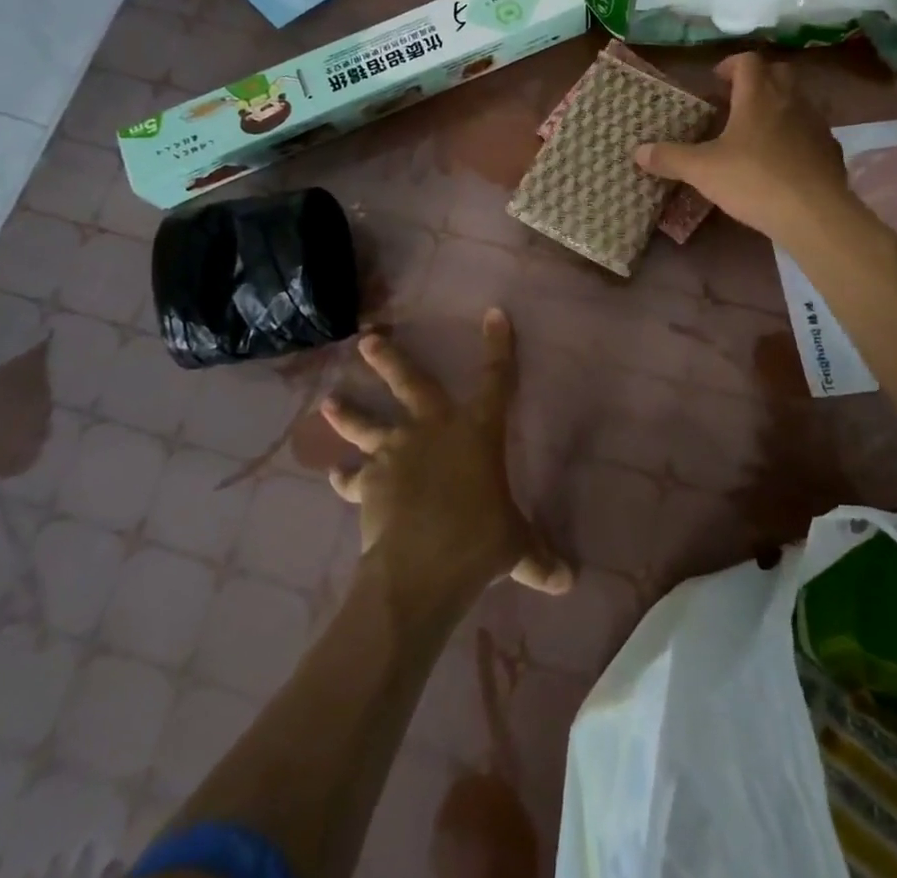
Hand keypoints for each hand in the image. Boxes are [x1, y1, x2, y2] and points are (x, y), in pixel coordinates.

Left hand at [320, 309, 572, 598]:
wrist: (422, 567)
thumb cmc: (480, 542)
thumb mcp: (518, 549)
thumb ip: (539, 559)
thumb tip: (568, 582)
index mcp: (477, 432)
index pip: (497, 380)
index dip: (499, 346)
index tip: (495, 314)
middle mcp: (433, 430)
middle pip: (410, 384)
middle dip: (389, 360)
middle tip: (367, 339)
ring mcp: (396, 453)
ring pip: (367, 425)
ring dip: (347, 414)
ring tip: (328, 401)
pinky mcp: (369, 484)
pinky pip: (353, 479)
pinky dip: (344, 478)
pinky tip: (335, 475)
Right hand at [635, 52, 851, 243]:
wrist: (813, 213)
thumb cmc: (753, 180)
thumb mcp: (702, 171)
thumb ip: (670, 158)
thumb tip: (637, 151)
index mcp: (758, 96)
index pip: (748, 61)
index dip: (730, 65)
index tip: (716, 80)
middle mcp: (790, 100)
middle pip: (777, 73)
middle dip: (757, 80)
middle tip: (736, 101)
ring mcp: (816, 124)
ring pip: (797, 100)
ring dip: (777, 106)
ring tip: (756, 131)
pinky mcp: (830, 149)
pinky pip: (811, 131)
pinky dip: (796, 134)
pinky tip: (782, 159)